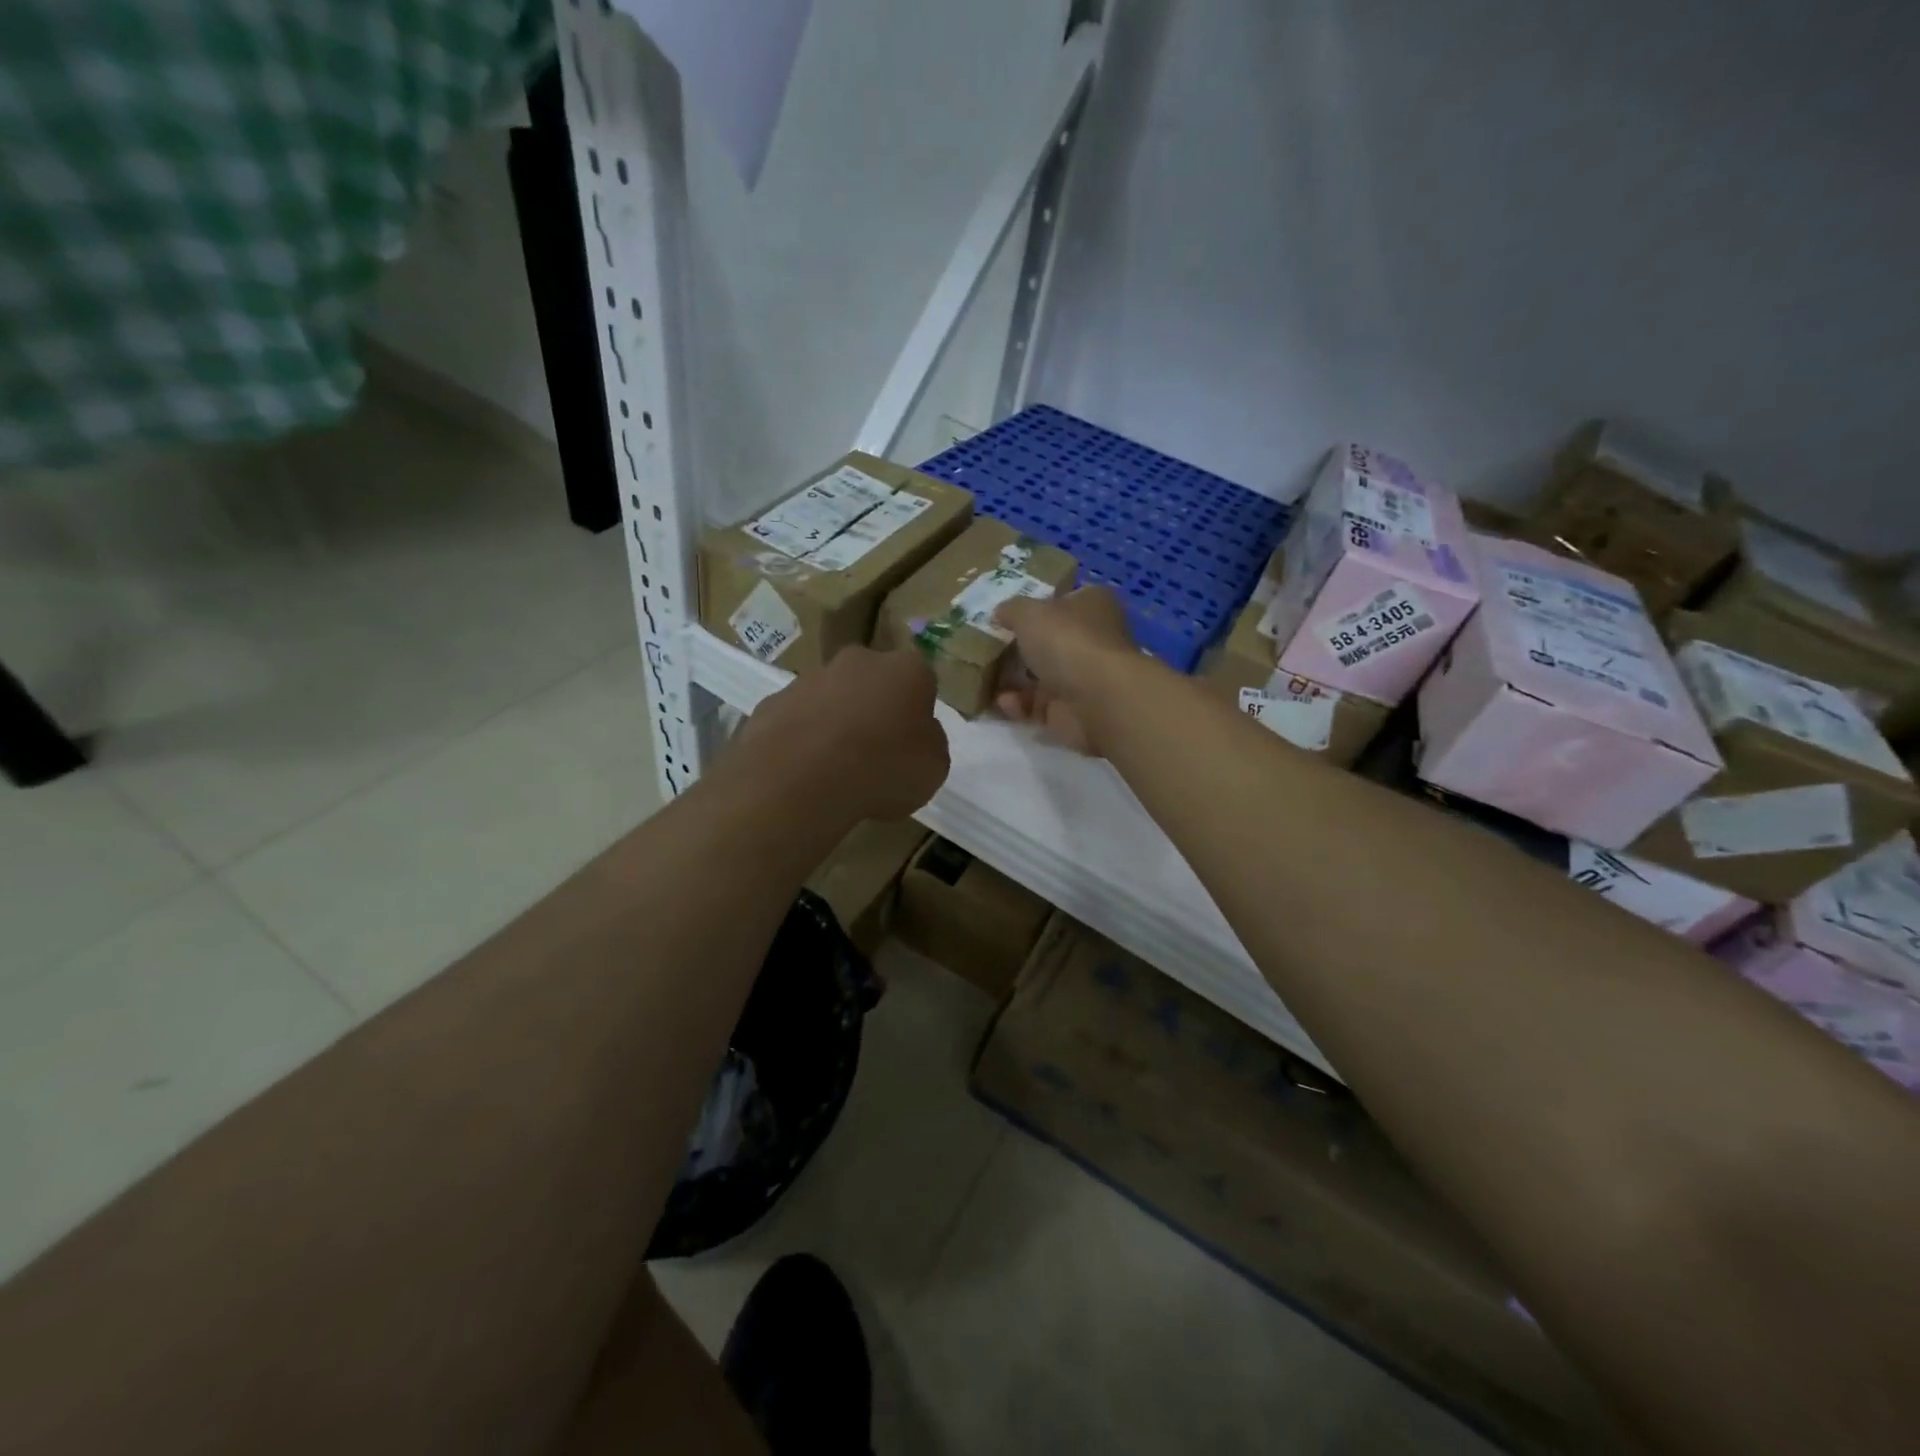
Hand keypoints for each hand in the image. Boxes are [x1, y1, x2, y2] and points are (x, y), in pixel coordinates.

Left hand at [734, 645, 949, 821]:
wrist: (801, 779)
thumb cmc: (883, 769)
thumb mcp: (933, 768)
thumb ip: (928, 743)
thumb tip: (916, 735)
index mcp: (906, 670)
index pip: (921, 680)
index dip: (918, 711)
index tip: (912, 741)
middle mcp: (858, 661)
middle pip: (873, 682)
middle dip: (874, 708)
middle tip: (875, 752)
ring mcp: (810, 678)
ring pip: (832, 698)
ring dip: (836, 723)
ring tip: (835, 770)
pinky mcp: (772, 702)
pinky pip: (797, 720)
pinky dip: (802, 740)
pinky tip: (803, 772)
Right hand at [994, 586, 1136, 754]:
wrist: (1097, 701)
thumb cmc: (1067, 642)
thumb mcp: (1029, 613)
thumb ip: (1012, 610)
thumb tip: (1000, 613)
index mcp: (1092, 605)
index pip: (1064, 600)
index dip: (1037, 604)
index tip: (1006, 613)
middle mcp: (1092, 639)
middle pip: (1049, 641)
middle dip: (1019, 646)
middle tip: (984, 646)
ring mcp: (1083, 678)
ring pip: (1041, 676)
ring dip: (1012, 679)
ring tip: (981, 677)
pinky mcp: (1071, 712)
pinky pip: (1037, 706)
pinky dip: (1018, 705)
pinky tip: (1000, 702)